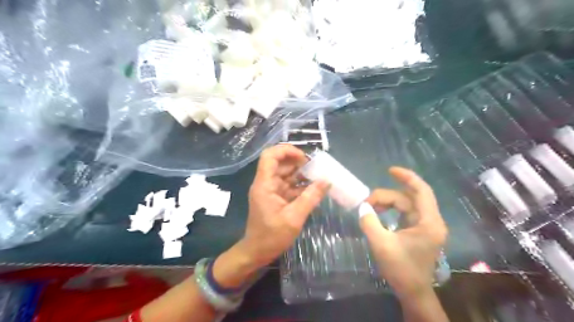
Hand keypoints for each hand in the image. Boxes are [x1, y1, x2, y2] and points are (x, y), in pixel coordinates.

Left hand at [241, 145, 326, 267]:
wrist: (257, 252)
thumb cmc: (271, 236)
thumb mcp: (294, 218)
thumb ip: (310, 198)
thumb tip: (327, 181)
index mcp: (265, 184)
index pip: (270, 156)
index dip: (286, 151)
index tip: (304, 158)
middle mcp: (266, 183)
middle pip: (280, 163)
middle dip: (298, 163)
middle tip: (316, 168)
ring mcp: (271, 190)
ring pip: (286, 174)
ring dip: (301, 174)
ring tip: (318, 177)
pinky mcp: (276, 197)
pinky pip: (288, 185)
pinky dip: (300, 185)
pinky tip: (314, 189)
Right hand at [357, 167, 447, 297]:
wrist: (413, 292)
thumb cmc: (401, 270)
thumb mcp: (381, 244)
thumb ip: (369, 222)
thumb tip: (362, 207)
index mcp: (428, 222)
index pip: (421, 191)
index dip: (407, 177)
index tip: (389, 170)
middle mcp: (430, 221)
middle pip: (408, 198)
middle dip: (386, 196)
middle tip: (366, 202)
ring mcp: (425, 226)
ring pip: (405, 205)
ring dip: (387, 203)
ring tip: (370, 208)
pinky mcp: (418, 231)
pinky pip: (404, 213)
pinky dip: (391, 210)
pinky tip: (378, 214)